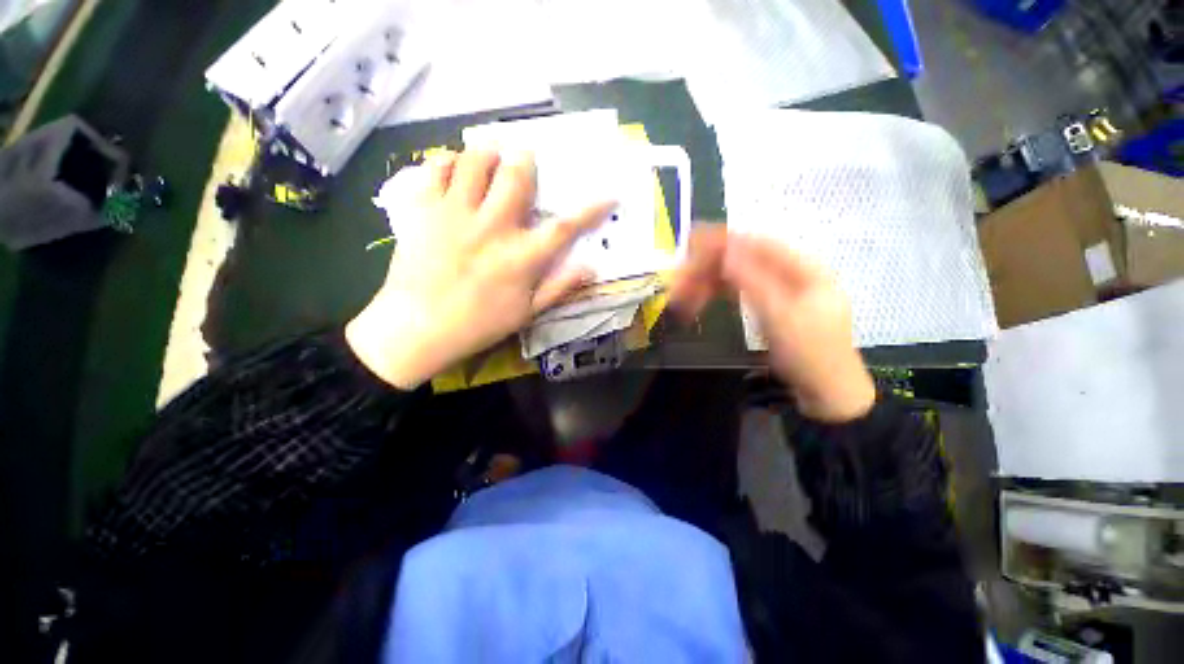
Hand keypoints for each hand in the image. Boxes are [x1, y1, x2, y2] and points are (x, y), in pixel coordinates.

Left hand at [346, 150, 611, 388]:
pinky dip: (448, 162)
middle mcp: (492, 227)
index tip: (609, 195)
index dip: (591, 210)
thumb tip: (592, 268)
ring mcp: (455, 214)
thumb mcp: (527, 313)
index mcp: (521, 256)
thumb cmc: (478, 325)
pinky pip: (435, 169)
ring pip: (474, 161)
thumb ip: (560, 287)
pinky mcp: (423, 210)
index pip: (565, 227)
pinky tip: (453, 170)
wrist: (416, 328)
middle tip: (525, 159)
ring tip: (490, 159)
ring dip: (487, 154)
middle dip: (526, 160)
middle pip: (516, 177)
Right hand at [670, 226, 874, 421]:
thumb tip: (725, 250)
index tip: (693, 241)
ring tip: (681, 296)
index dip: (725, 240)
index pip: (759, 244)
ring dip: (708, 283)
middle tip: (679, 280)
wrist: (825, 393)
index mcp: (805, 269)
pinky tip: (699, 300)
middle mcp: (791, 275)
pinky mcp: (767, 307)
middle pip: (744, 261)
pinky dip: (717, 295)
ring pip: (737, 278)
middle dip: (709, 269)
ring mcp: (778, 292)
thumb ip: (752, 280)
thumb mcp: (780, 315)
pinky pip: (738, 293)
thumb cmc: (809, 354)